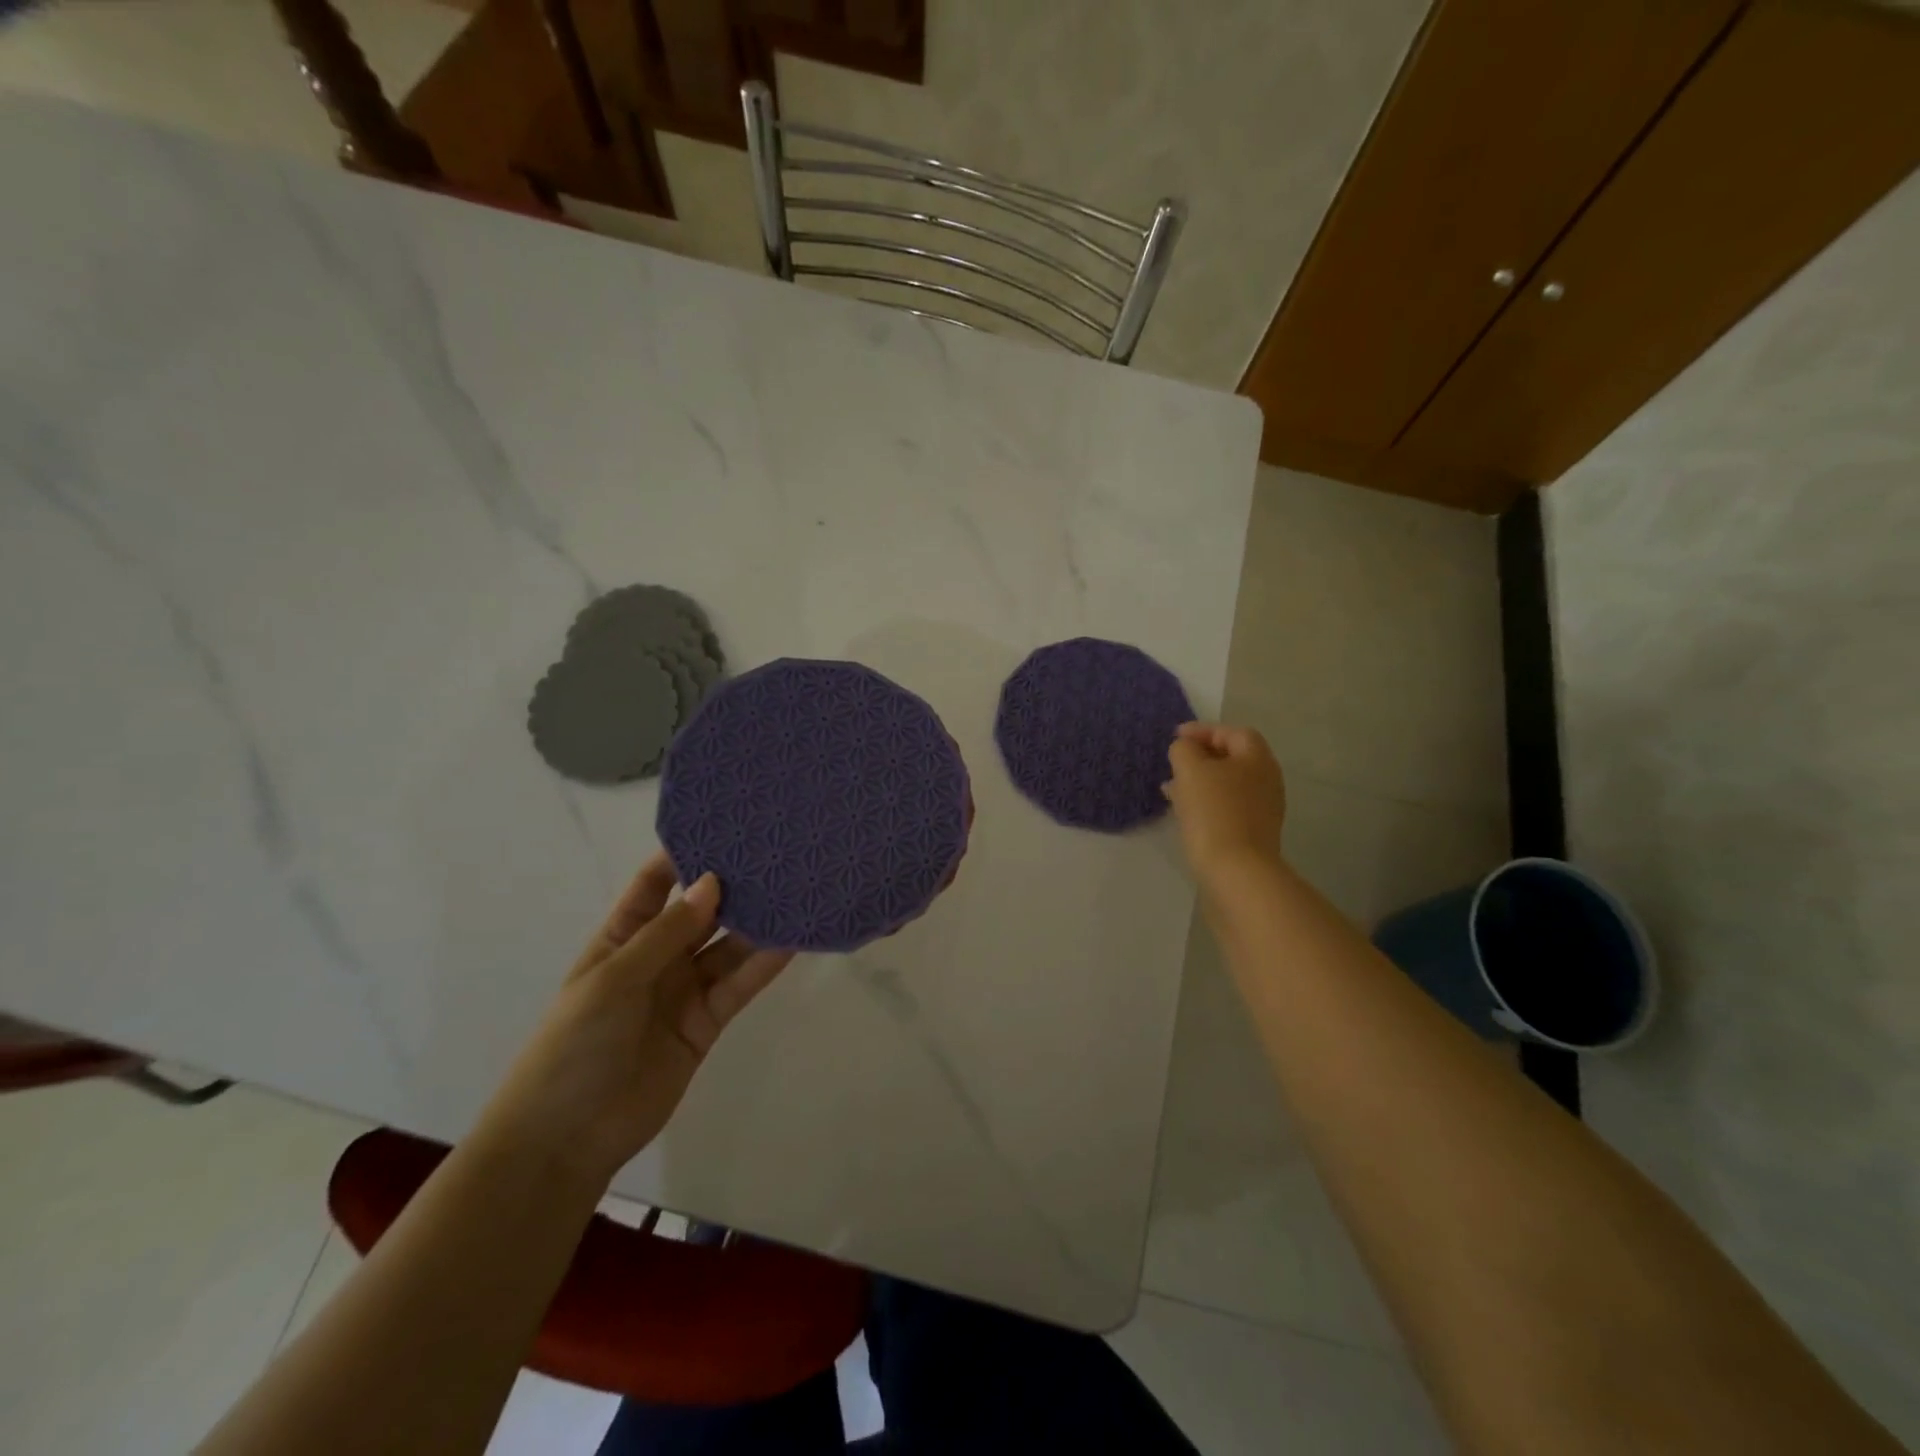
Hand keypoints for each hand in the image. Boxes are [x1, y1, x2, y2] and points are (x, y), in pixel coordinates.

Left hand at [483, 855, 792, 1182]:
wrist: (567, 1139)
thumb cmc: (574, 1046)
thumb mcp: (614, 980)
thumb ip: (667, 933)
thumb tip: (713, 882)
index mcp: (621, 937)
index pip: (654, 884)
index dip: (683, 854)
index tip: (724, 824)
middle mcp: (657, 956)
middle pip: (700, 912)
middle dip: (731, 886)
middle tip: (775, 853)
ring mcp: (685, 989)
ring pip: (727, 946)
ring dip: (756, 923)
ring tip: (795, 890)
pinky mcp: (708, 1021)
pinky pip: (739, 985)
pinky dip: (764, 964)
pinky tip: (792, 940)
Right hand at [1163, 722, 1287, 880]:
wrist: (1236, 871)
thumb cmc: (1214, 812)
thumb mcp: (1191, 770)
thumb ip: (1184, 750)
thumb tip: (1185, 749)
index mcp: (1257, 759)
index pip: (1233, 732)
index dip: (1204, 730)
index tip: (1175, 737)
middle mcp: (1267, 780)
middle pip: (1233, 758)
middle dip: (1201, 757)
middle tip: (1174, 762)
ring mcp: (1263, 809)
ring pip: (1227, 785)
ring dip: (1200, 782)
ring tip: (1172, 789)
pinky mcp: (1253, 833)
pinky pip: (1227, 807)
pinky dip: (1206, 803)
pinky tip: (1185, 813)